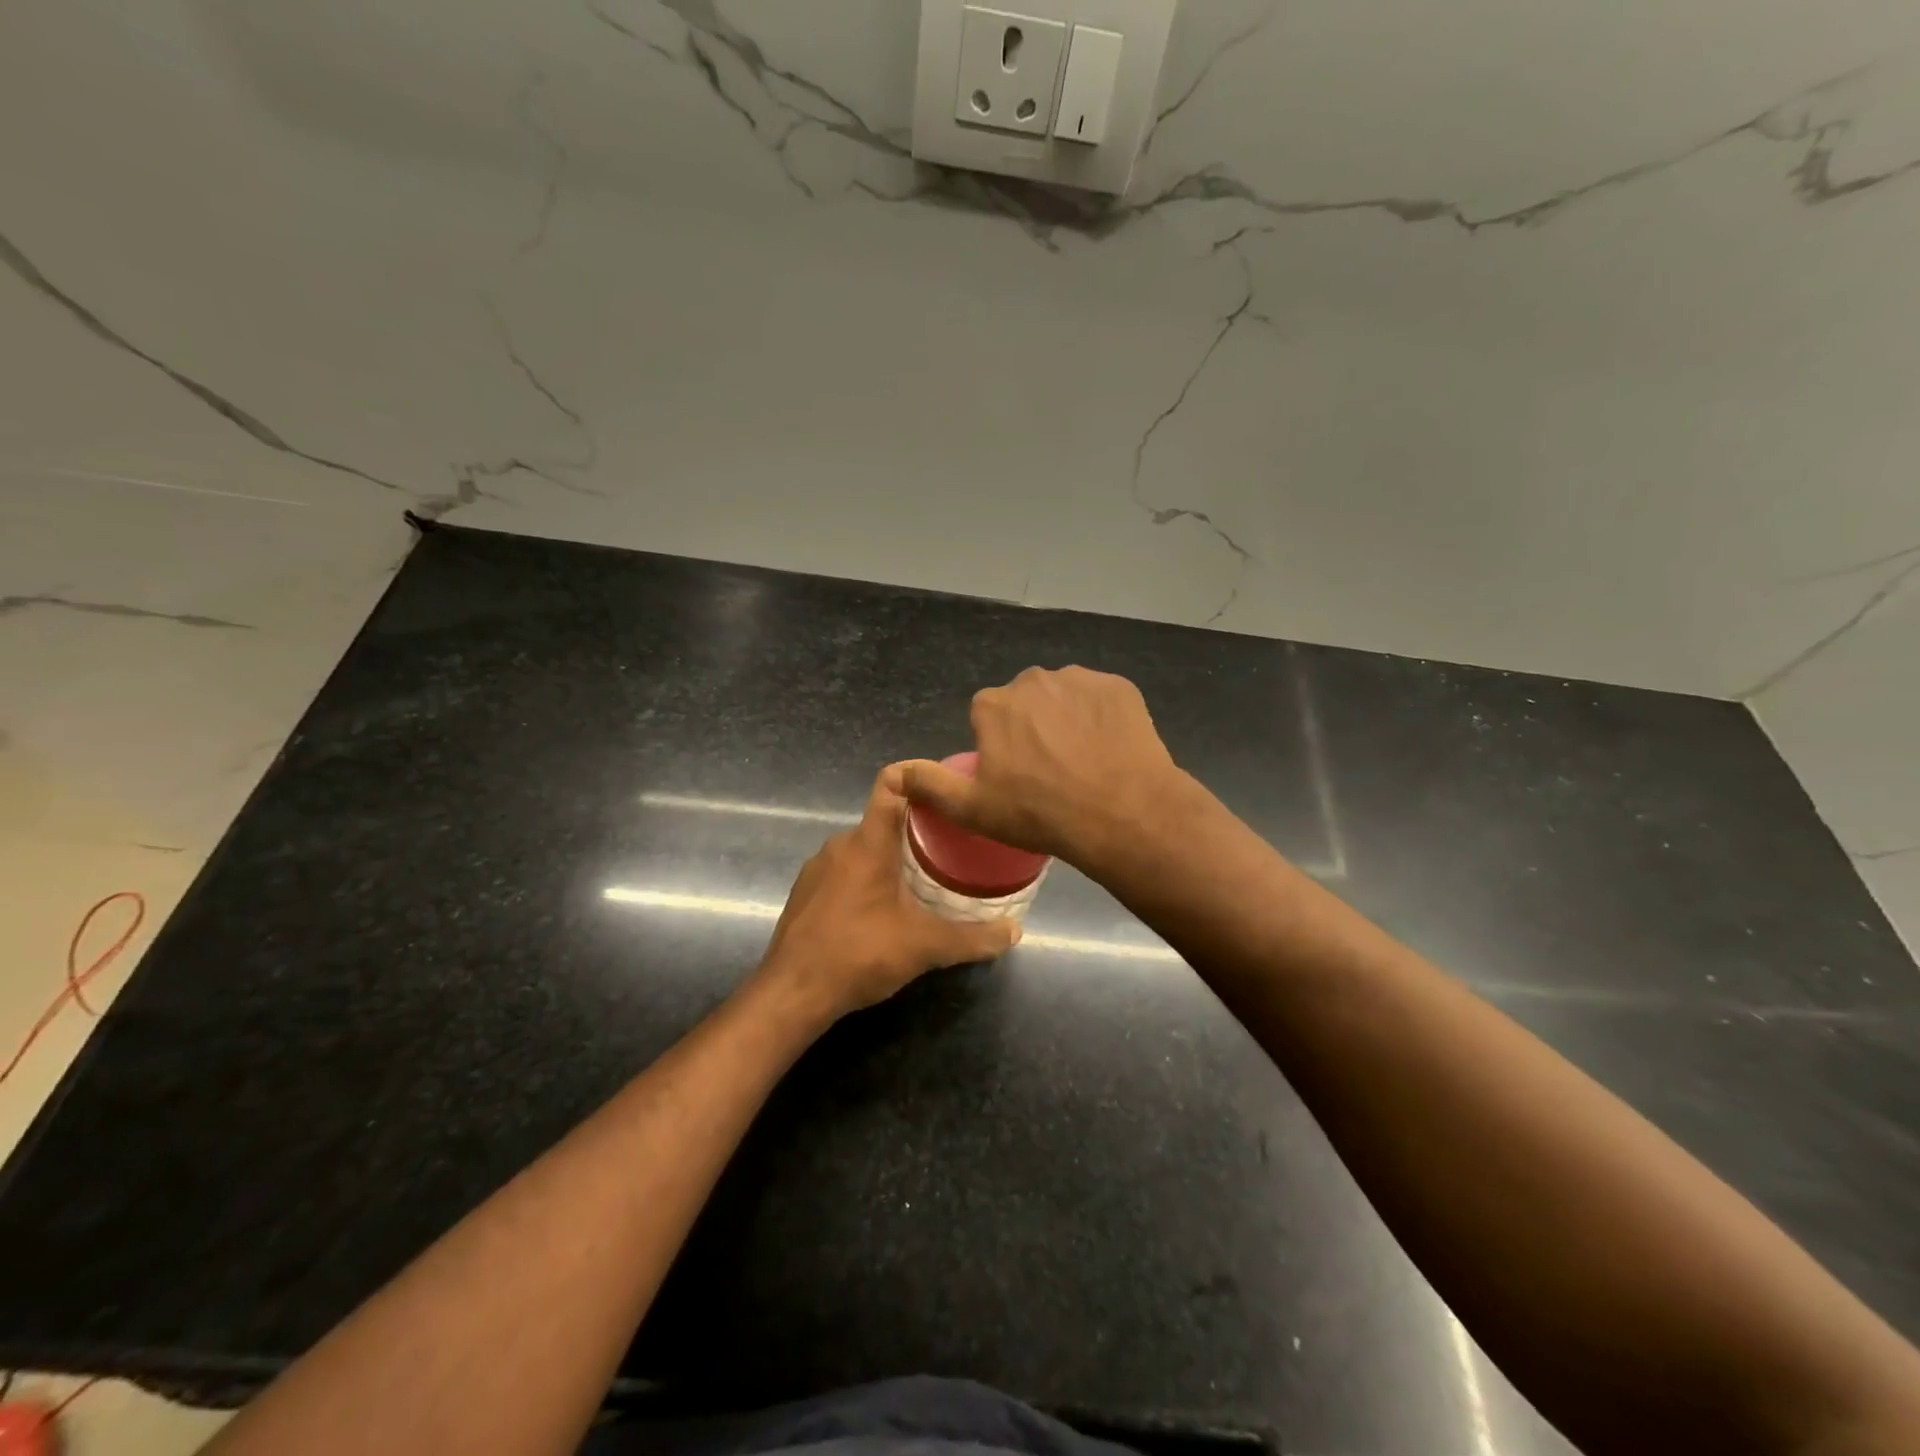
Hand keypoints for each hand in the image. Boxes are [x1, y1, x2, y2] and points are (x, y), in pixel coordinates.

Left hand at [757, 764, 1020, 1022]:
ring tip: (923, 878)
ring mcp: (817, 868)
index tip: (947, 788)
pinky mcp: (805, 892)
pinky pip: (844, 869)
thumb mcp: (925, 946)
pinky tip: (884, 908)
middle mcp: (839, 844)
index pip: (891, 783)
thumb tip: (1015, 931)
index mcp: (868, 841)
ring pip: (863, 847)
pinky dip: (867, 877)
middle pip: (883, 818)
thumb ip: (973, 938)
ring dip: (891, 856)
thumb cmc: (859, 954)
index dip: (918, 775)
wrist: (792, 993)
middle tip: (951, 846)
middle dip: (916, 828)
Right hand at [898, 666, 1187, 869]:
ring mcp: (1079, 679)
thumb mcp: (973, 809)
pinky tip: (1110, 749)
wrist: (1122, 814)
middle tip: (1051, 772)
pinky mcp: (1119, 686)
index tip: (1017, 777)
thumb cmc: (1039, 813)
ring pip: (1064, 698)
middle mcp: (1032, 679)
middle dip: (1033, 728)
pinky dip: (1102, 718)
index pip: (987, 718)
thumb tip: (893, 772)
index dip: (1000, 747)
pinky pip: (1101, 699)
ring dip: (1068, 720)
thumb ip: (929, 785)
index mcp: (993, 705)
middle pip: (1026, 703)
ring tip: (1084, 762)